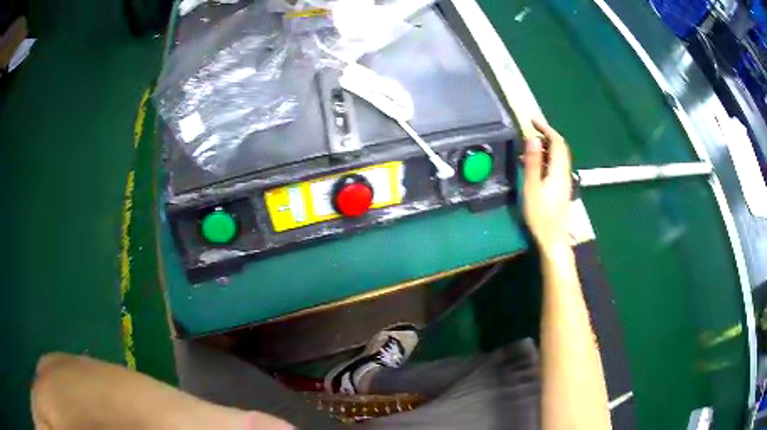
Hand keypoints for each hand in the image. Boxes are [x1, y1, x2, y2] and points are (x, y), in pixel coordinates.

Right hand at [522, 119, 571, 256]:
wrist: (552, 239)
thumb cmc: (540, 215)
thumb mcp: (532, 187)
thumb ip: (532, 162)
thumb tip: (532, 138)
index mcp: (558, 170)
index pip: (557, 142)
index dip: (546, 129)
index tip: (532, 121)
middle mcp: (564, 173)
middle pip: (559, 148)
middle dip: (546, 136)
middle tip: (529, 132)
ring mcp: (564, 182)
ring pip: (557, 158)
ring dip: (544, 148)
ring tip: (526, 149)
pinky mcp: (560, 189)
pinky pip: (554, 167)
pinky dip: (544, 160)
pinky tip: (531, 166)